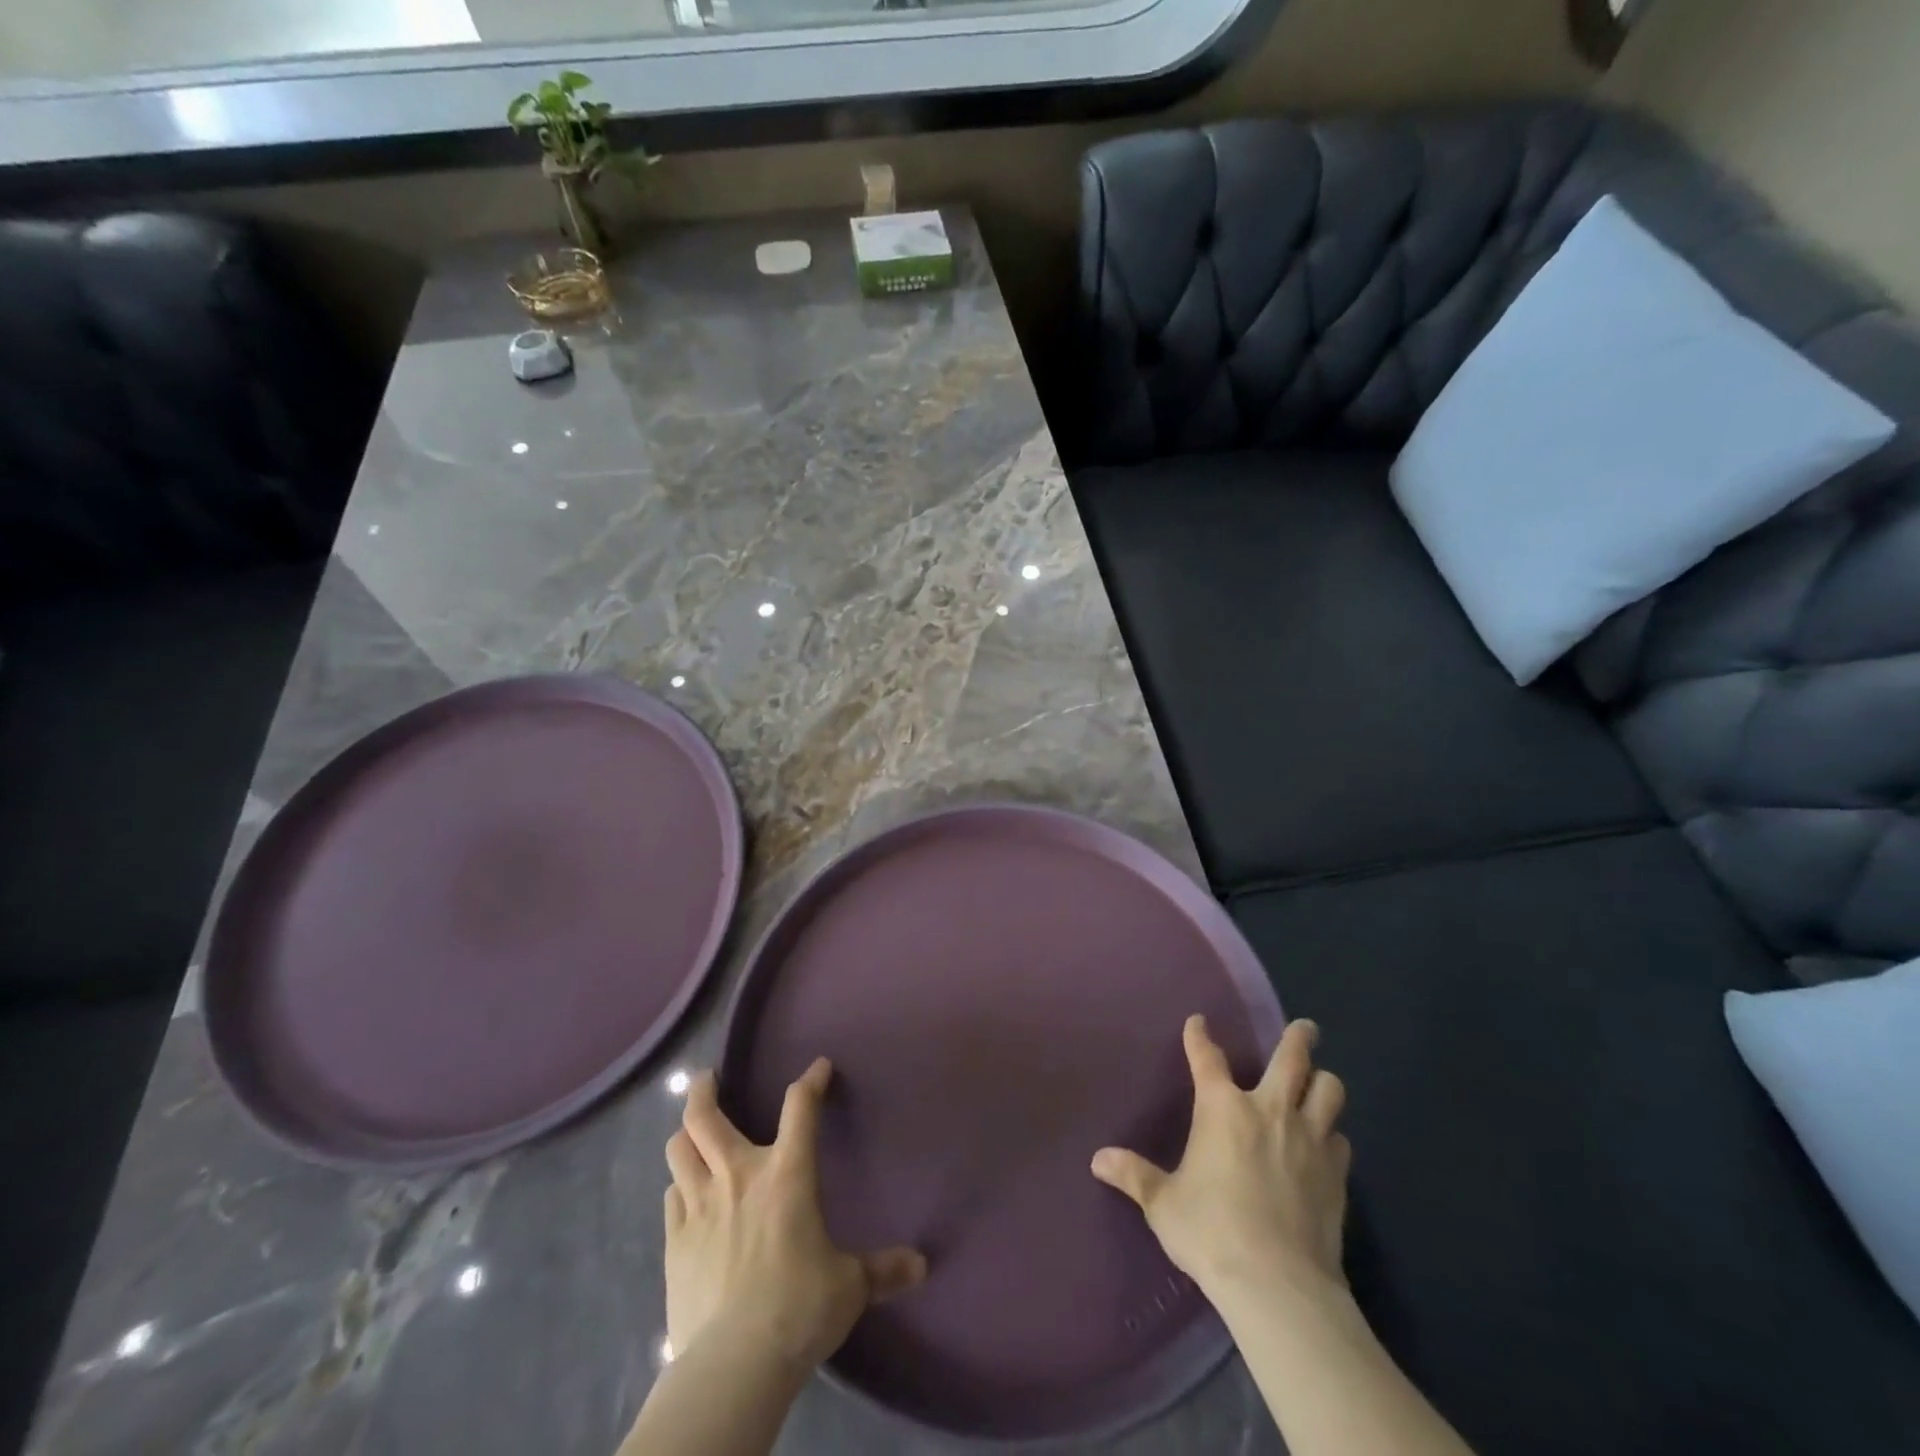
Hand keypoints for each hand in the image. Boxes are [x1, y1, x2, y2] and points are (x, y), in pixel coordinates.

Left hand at [664, 1059, 926, 1374]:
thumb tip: (921, 1267)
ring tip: (691, 1133)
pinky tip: (684, 1193)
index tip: (819, 1068)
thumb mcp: (850, 1286)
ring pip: (679, 1150)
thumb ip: (883, 1270)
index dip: (811, 1081)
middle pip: (706, 1118)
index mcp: (787, 1174)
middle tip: (706, 1079)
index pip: (800, 1107)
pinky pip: (671, 1196)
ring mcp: (699, 1206)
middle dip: (703, 1091)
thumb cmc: (800, 1308)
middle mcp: (738, 1176)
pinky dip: (679, 1186)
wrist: (735, 1363)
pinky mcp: (674, 1242)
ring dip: (685, 1135)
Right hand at [1091, 1016, 1350, 1300]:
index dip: (1200, 1036)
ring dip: (1323, 1081)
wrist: (1277, 1285)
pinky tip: (1327, 1145)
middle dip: (1299, 1037)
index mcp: (1222, 1109)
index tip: (1198, 1022)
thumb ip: (1134, 1175)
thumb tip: (1098, 1160)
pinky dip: (1333, 1135)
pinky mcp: (1337, 1175)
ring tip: (1320, 1081)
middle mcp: (1269, 1111)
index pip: (1207, 1057)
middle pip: (1292, 1058)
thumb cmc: (1211, 1232)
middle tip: (1306, 1027)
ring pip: (1330, 1090)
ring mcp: (1309, 1140)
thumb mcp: (1163, 1204)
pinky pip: (1341, 1140)